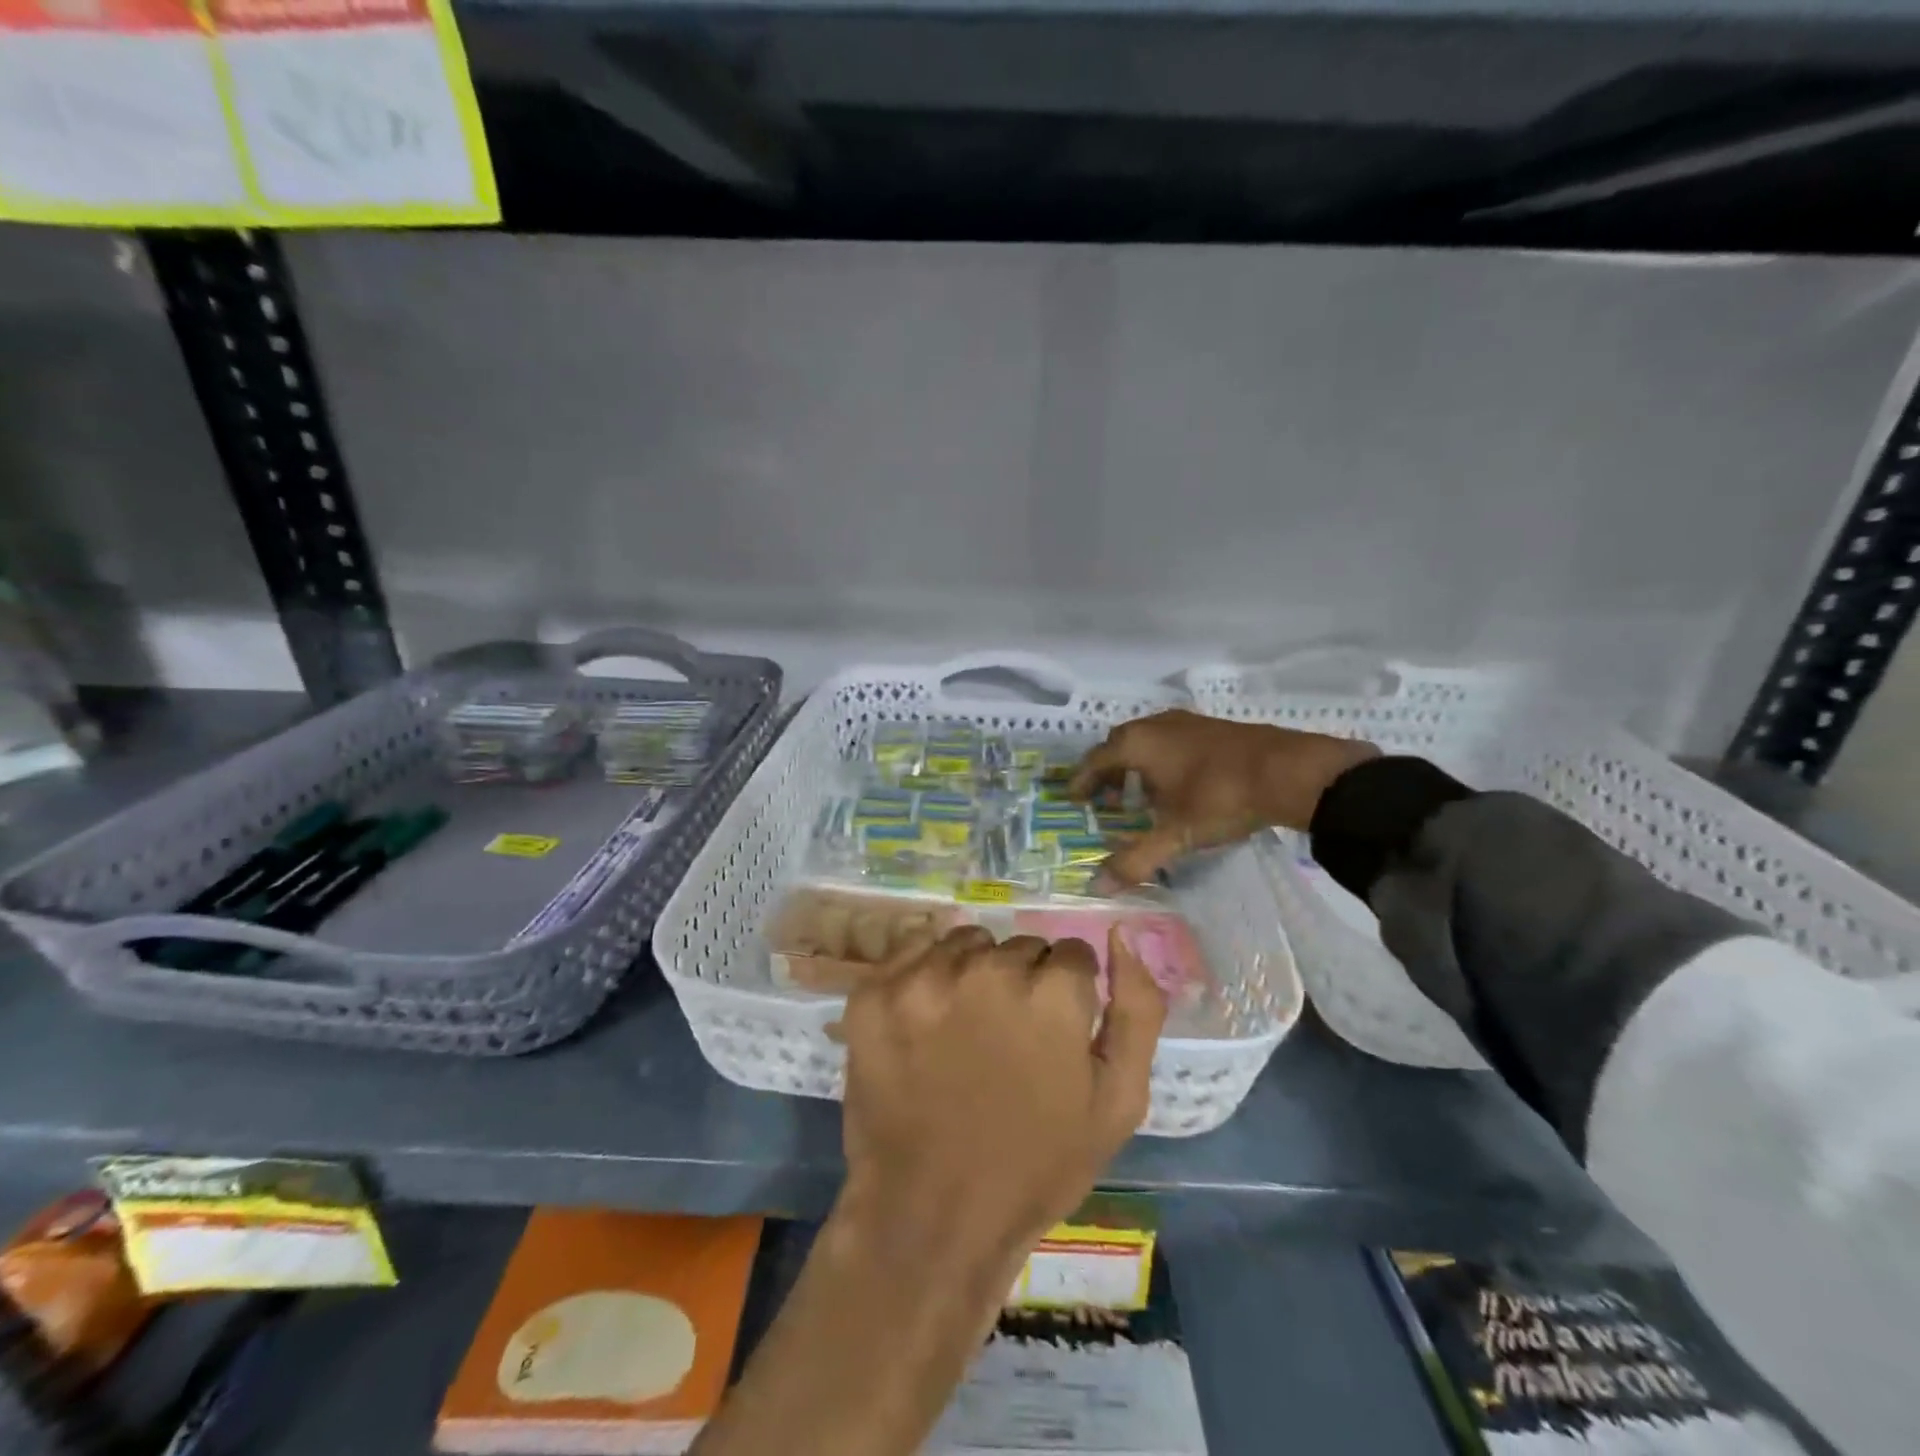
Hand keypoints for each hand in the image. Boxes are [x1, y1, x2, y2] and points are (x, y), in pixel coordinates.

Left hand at [835, 924, 1166, 1275]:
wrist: (931, 1217)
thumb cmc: (1035, 1166)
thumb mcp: (1119, 1101)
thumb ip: (1138, 1010)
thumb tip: (1122, 935)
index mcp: (1051, 995)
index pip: (1071, 954)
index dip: (1069, 994)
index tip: (1054, 1032)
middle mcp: (988, 970)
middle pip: (1020, 947)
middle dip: (1024, 982)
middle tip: (1007, 1040)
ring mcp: (925, 978)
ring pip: (968, 943)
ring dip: (974, 972)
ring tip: (965, 1031)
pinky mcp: (877, 991)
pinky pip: (914, 948)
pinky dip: (926, 974)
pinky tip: (927, 1021)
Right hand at [1071, 709, 1378, 883]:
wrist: (1290, 771)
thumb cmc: (1220, 797)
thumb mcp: (1175, 835)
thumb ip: (1136, 860)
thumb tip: (1097, 886)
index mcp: (1138, 743)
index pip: (1095, 760)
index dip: (1082, 781)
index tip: (1074, 799)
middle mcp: (1156, 724)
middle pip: (1119, 745)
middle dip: (1109, 772)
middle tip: (1107, 799)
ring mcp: (1187, 722)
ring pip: (1148, 740)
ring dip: (1137, 765)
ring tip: (1142, 795)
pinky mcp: (1213, 727)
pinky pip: (1172, 740)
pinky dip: (1163, 760)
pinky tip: (1179, 785)